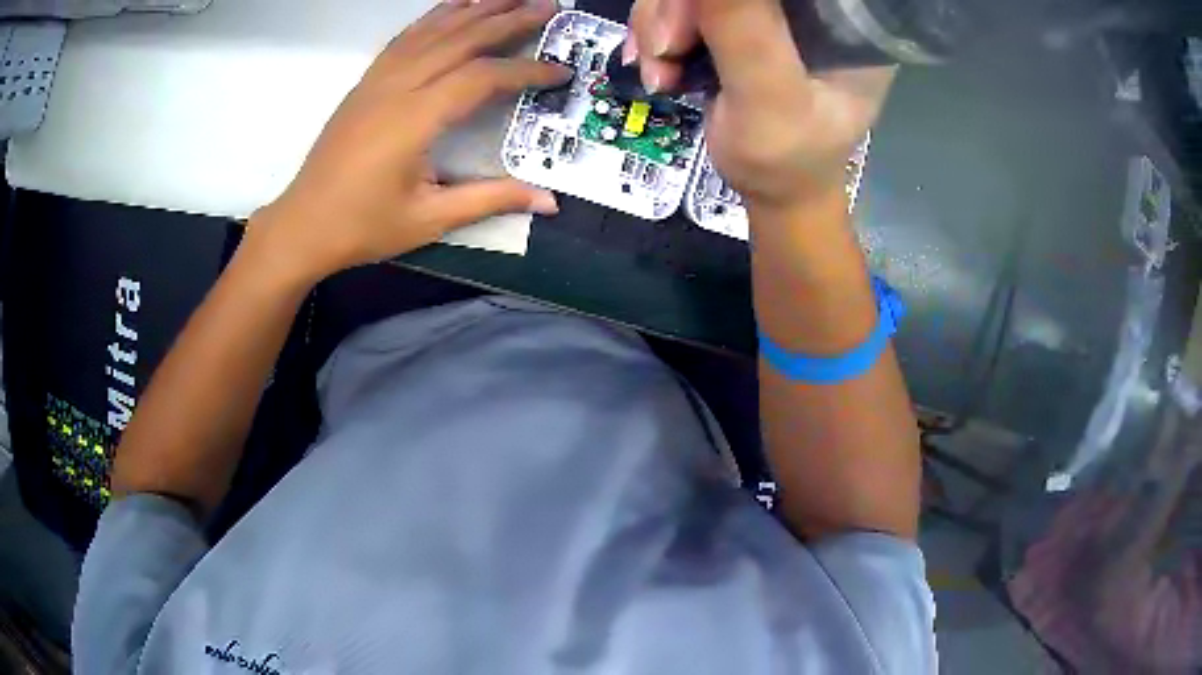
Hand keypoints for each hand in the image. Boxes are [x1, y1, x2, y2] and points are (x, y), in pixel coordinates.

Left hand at [251, 0, 567, 283]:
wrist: (302, 225)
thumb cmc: (362, 227)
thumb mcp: (429, 220)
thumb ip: (491, 200)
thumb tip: (549, 202)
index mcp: (414, 119)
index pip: (481, 78)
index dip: (526, 71)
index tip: (561, 70)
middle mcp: (397, 88)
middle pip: (460, 39)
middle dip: (508, 19)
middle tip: (548, 4)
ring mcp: (377, 81)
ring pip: (432, 31)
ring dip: (474, 8)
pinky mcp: (365, 83)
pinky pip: (404, 39)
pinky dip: (433, 18)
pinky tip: (452, 8)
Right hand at [626, 0, 893, 210]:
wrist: (773, 190)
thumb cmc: (786, 159)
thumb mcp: (770, 100)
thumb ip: (744, 32)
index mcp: (842, 17)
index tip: (693, 17)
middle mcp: (809, 5)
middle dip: (678, 7)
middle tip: (666, 51)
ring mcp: (771, 11)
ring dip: (660, 24)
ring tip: (662, 73)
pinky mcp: (739, 19)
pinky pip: (682, 3)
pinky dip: (657, 31)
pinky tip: (658, 64)